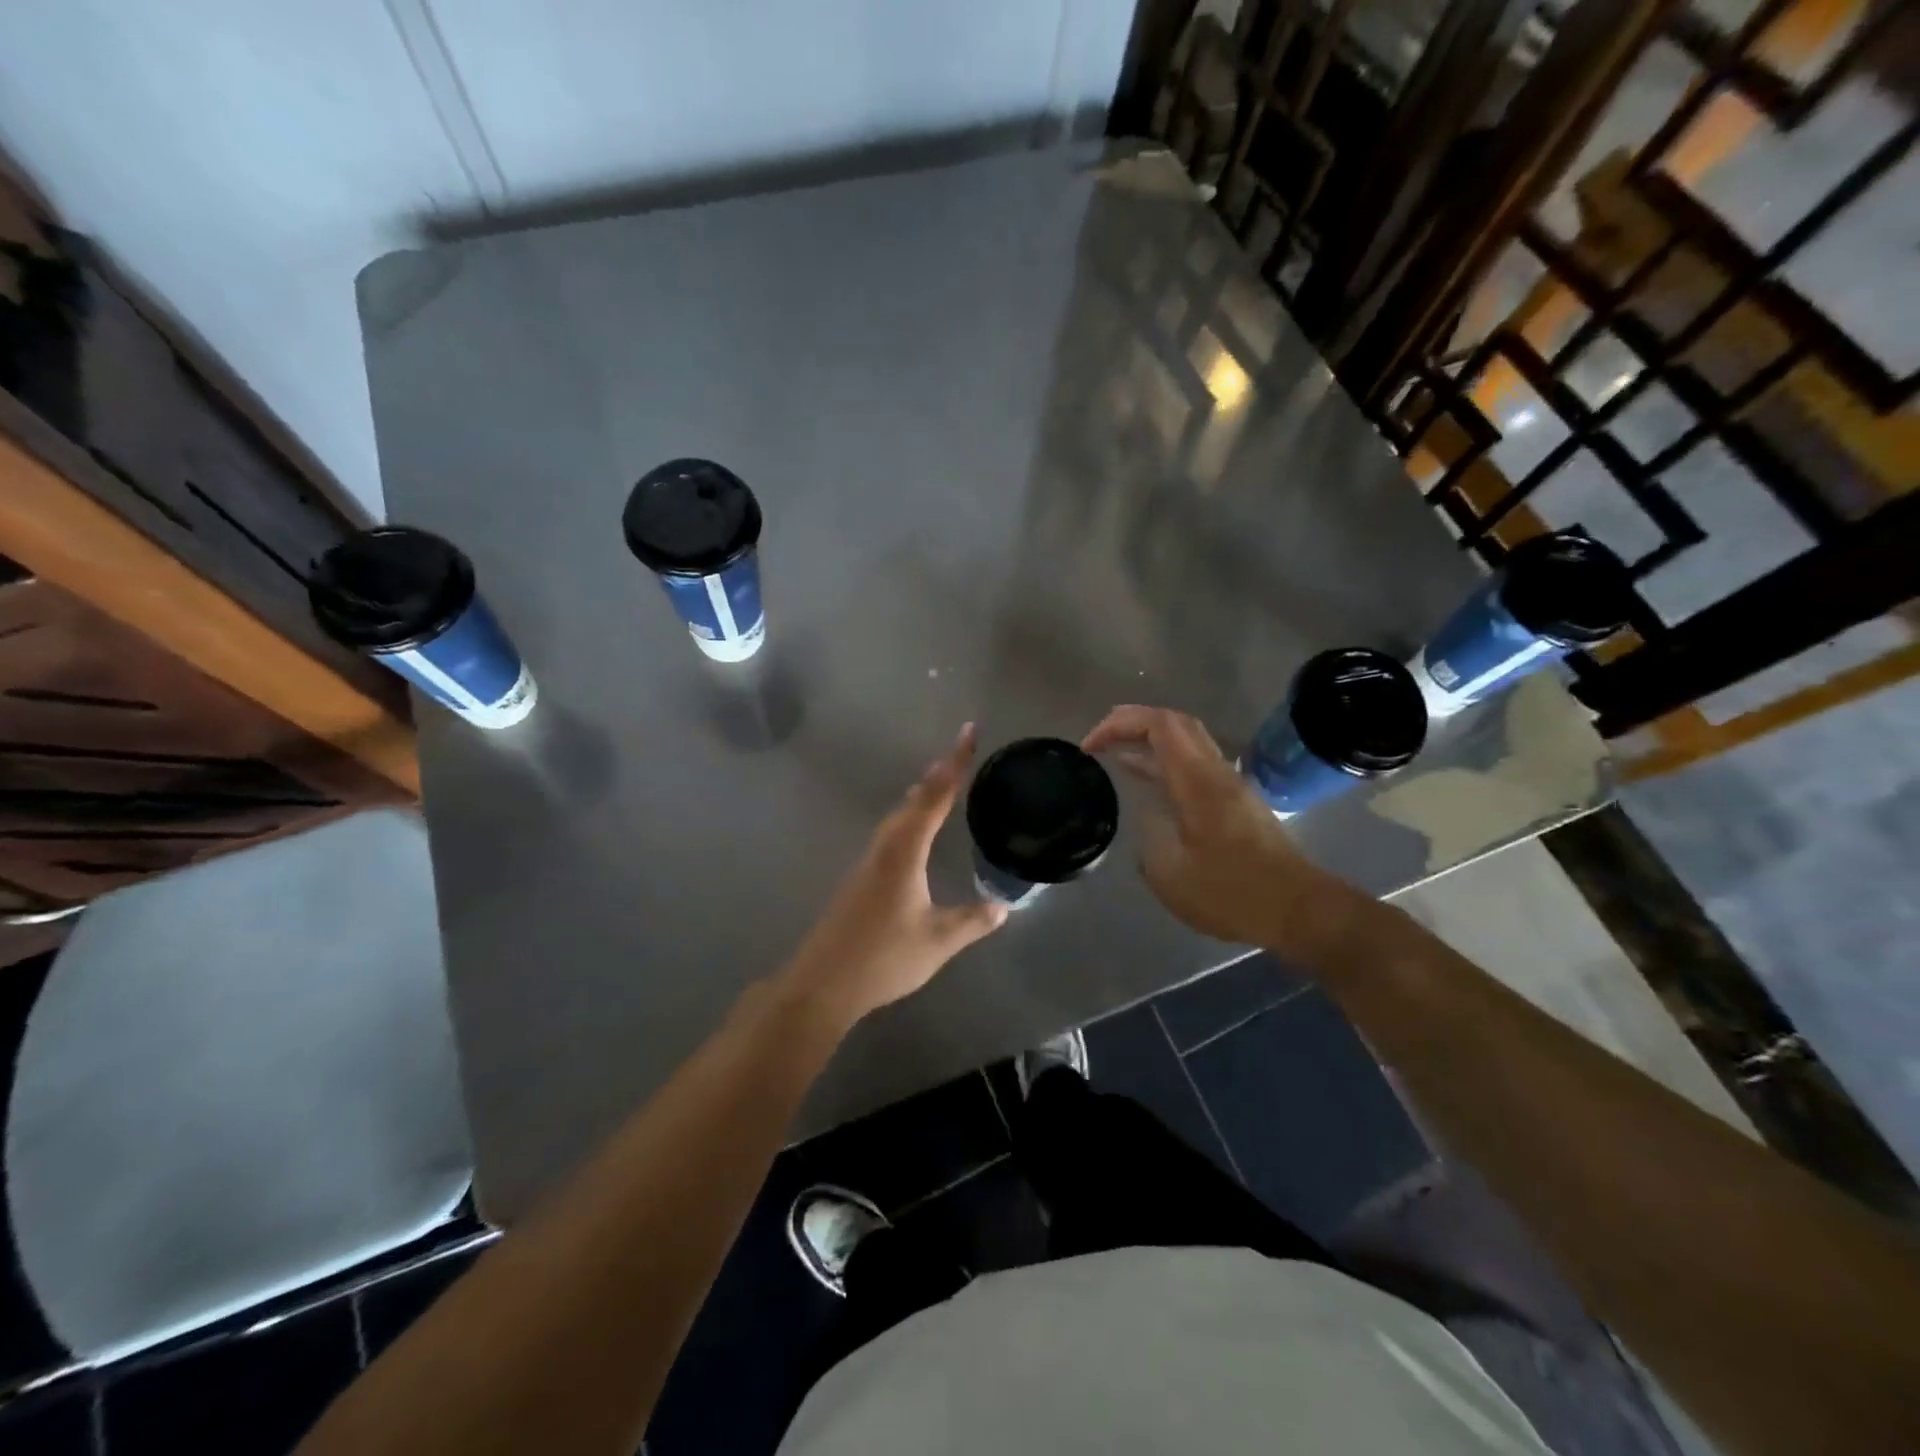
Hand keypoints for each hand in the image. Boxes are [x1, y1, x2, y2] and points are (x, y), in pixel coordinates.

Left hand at [780, 723, 1007, 1026]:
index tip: (967, 732)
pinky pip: (891, 835)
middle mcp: (883, 848)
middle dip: (938, 775)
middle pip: (913, 800)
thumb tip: (1003, 906)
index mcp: (904, 852)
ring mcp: (867, 863)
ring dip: (921, 797)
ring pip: (898, 817)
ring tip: (941, 785)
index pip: (934, 797)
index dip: (954, 764)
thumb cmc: (882, 958)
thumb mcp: (937, 941)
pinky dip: (910, 820)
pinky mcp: (860, 879)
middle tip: (960, 755)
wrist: (822, 983)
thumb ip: (972, 921)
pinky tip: (915, 834)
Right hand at [1082, 705, 1347, 951]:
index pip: (1158, 724)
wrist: (1297, 909)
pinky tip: (1146, 784)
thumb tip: (1144, 816)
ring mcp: (1228, 785)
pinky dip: (1164, 763)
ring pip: (1187, 742)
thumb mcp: (1171, 873)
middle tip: (1099, 738)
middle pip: (1175, 722)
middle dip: (1132, 721)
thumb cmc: (1232, 892)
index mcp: (1197, 780)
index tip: (1089, 747)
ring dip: (1149, 741)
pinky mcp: (1234, 803)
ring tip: (1114, 755)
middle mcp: (1215, 772)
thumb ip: (1148, 836)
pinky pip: (1194, 765)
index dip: (1120, 723)